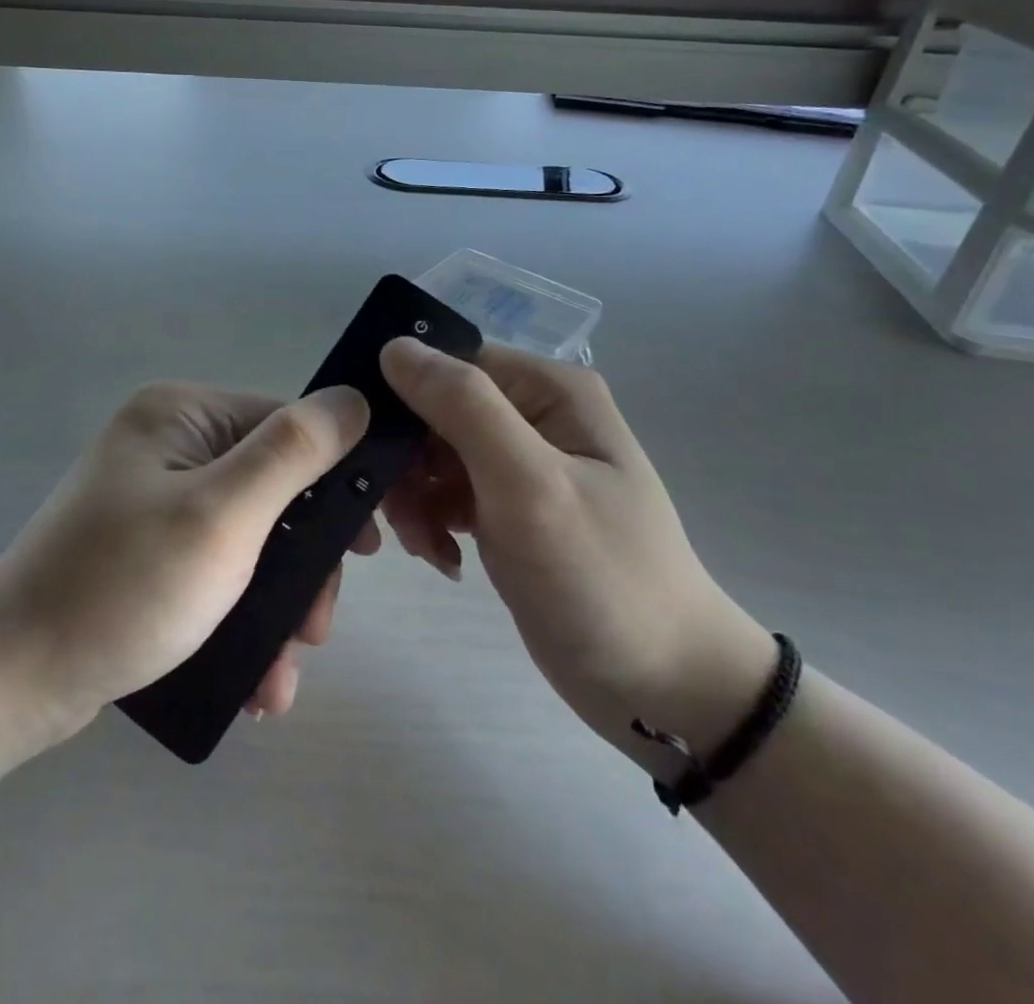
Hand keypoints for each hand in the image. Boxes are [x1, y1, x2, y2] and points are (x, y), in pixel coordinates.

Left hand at [0, 381, 373, 742]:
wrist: (10, 683)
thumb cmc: (125, 587)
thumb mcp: (223, 514)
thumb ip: (294, 452)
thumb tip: (356, 399)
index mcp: (182, 414)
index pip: (286, 425)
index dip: (334, 481)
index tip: (368, 548)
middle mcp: (169, 444)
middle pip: (272, 488)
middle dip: (303, 565)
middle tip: (315, 632)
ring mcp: (155, 499)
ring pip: (251, 539)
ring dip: (278, 607)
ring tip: (280, 676)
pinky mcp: (147, 550)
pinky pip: (217, 569)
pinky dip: (242, 618)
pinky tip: (256, 679)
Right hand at [379, 339, 773, 757]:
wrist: (663, 686)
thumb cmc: (600, 578)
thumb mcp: (529, 484)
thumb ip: (463, 408)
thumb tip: (394, 346)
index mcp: (548, 389)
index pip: (451, 364)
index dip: (404, 396)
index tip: (369, 447)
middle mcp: (534, 414)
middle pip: (435, 411)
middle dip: (407, 462)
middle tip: (400, 518)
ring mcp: (522, 463)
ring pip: (433, 455)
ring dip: (415, 499)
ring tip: (426, 547)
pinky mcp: (509, 507)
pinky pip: (447, 493)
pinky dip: (433, 522)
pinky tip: (444, 559)